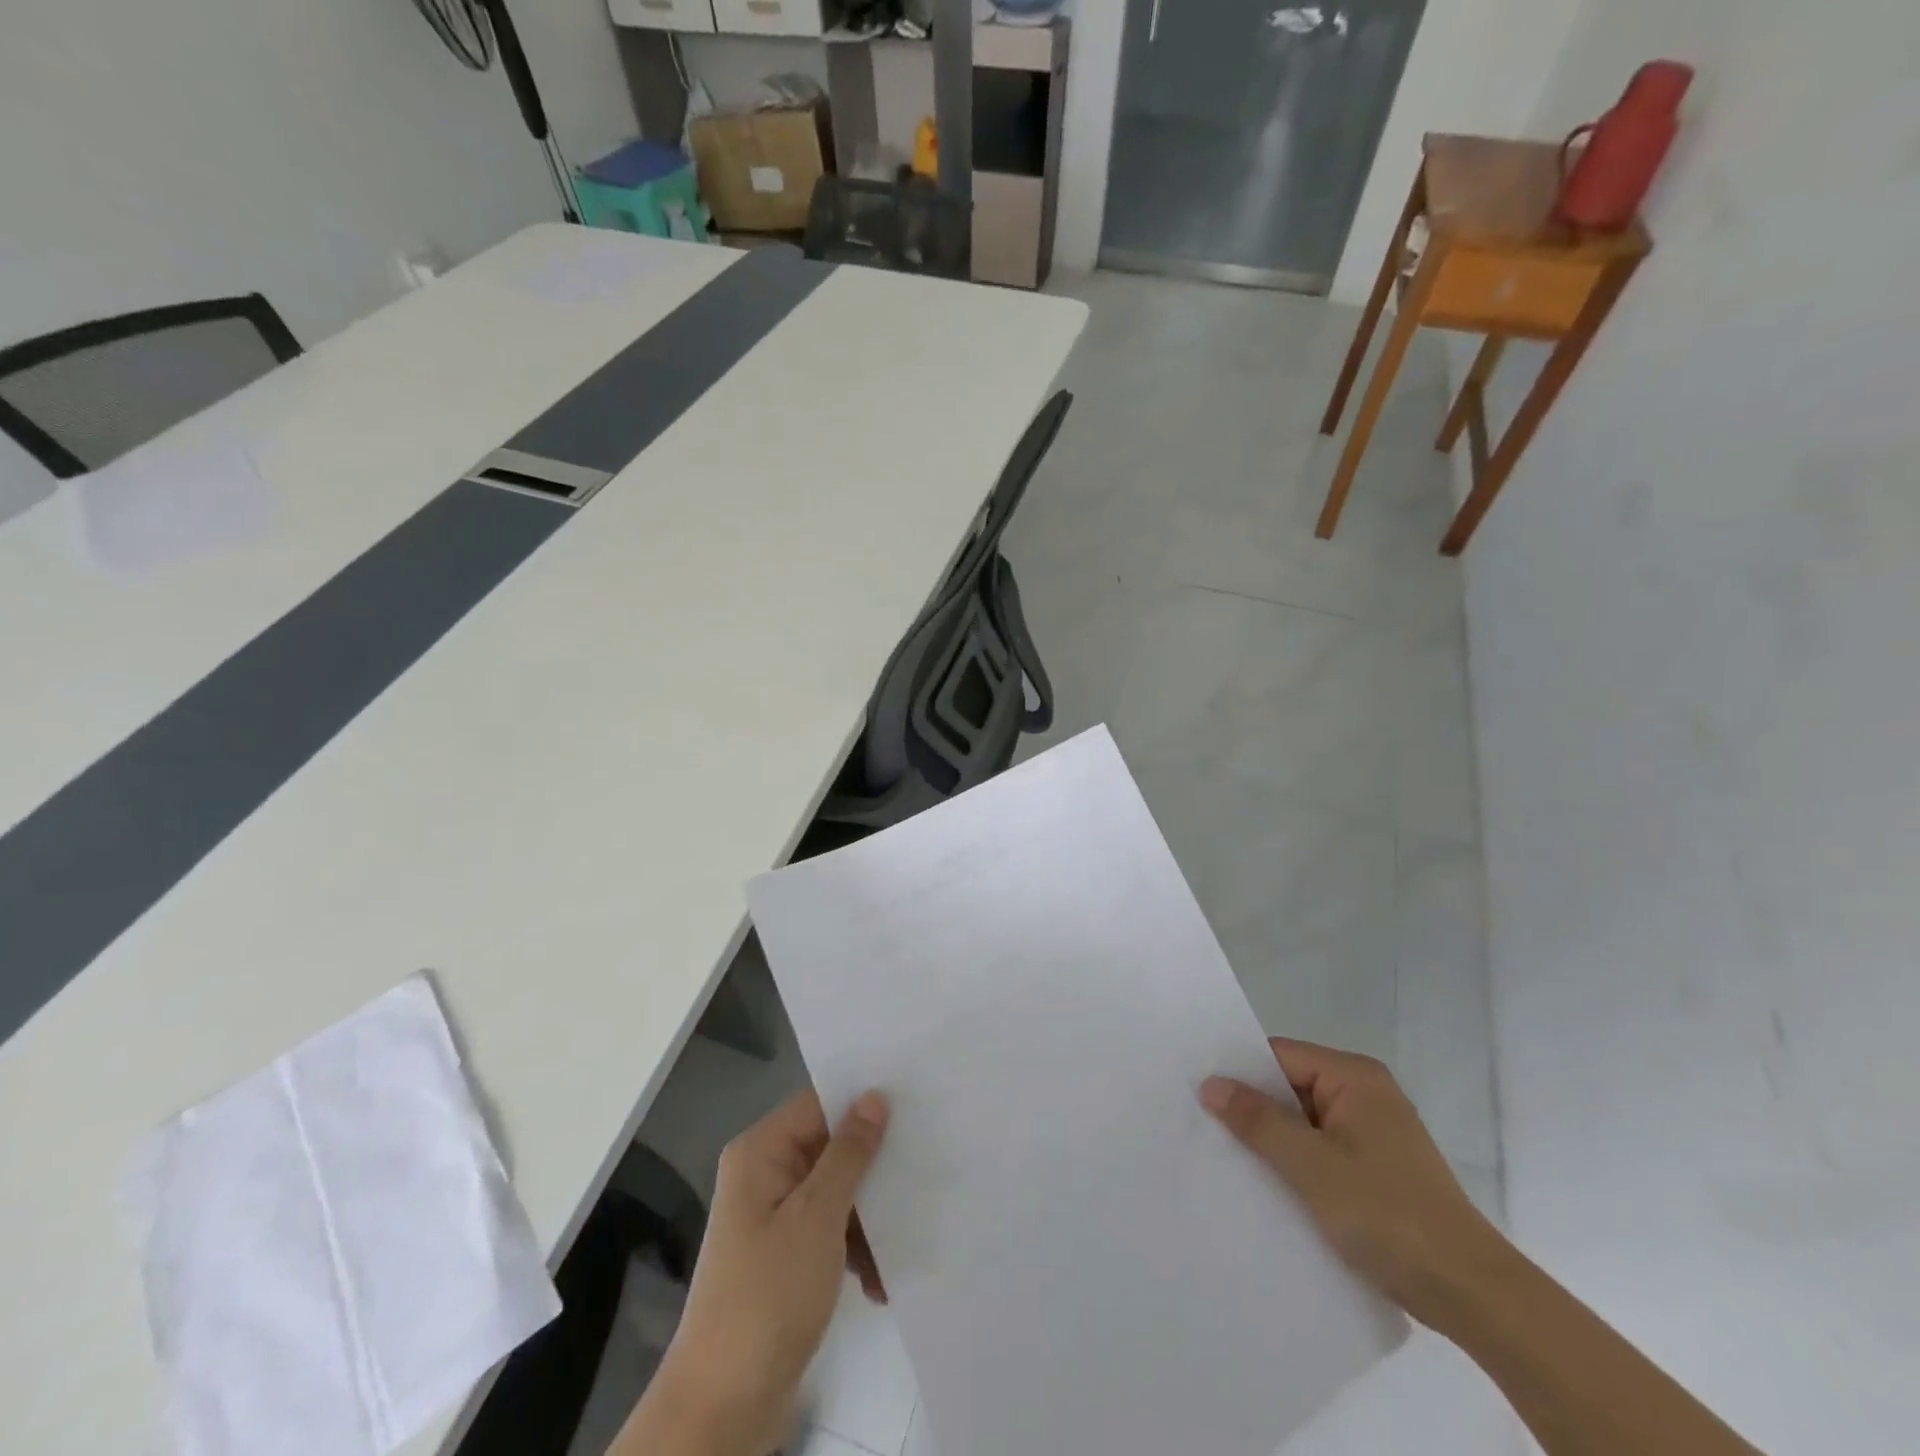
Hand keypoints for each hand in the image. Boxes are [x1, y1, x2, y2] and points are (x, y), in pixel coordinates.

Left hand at [620, 1090, 889, 1455]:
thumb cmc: (769, 1295)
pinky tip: (878, 1283)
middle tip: (920, 1171)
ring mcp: (774, 1216)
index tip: (914, 1103)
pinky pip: (830, 1229)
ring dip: (868, 1218)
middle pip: (831, 1147)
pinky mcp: (786, 1254)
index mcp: (761, 1152)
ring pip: (836, 1191)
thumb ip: (849, 1153)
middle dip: (873, 1168)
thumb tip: (875, 1096)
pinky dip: (854, 1250)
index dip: (862, 1101)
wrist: (723, 1406)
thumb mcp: (817, 1217)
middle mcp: (765, 1174)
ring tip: (899, 1246)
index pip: (819, 1103)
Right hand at [1201, 1038, 1509, 1331]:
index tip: (1196, 1092)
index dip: (1238, 1072)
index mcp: (1354, 1076)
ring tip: (1225, 1154)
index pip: (1279, 1056)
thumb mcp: (1311, 1165)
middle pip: (1289, 1085)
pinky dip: (1295, 1160)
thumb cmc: (1389, 1216)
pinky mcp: (1377, 1166)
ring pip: (1303, 1120)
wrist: (1473, 1295)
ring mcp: (1373, 1130)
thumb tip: (1210, 1083)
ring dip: (1272, 1138)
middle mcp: (1365, 1092)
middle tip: (1202, 1124)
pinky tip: (1266, 1182)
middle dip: (1252, 1107)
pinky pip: (1320, 1147)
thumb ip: (1258, 1120)